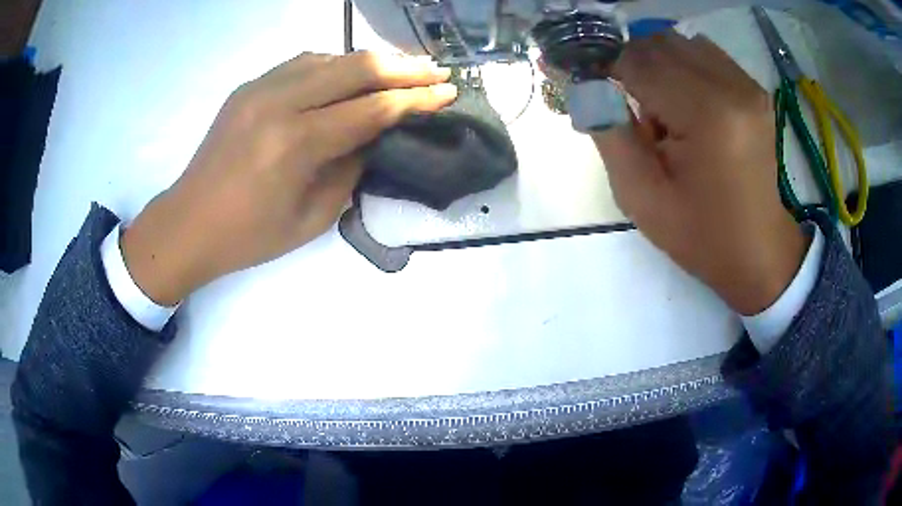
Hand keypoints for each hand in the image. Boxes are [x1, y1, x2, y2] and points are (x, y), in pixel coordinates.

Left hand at [122, 52, 456, 305]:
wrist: (188, 224)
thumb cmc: (250, 236)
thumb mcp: (313, 217)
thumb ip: (350, 168)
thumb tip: (375, 135)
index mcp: (295, 143)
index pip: (371, 108)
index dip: (415, 99)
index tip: (448, 92)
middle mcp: (279, 102)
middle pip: (356, 67)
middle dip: (404, 67)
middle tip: (436, 70)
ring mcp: (260, 87)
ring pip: (331, 57)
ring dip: (371, 60)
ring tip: (402, 68)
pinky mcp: (250, 86)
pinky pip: (303, 63)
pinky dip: (336, 64)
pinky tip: (352, 73)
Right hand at [592, 33, 806, 314]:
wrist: (758, 252)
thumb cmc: (701, 234)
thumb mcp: (640, 196)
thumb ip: (608, 132)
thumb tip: (587, 84)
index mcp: (707, 115)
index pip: (638, 62)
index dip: (607, 69)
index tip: (596, 89)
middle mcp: (732, 86)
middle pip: (660, 43)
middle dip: (634, 67)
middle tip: (633, 109)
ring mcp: (747, 85)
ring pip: (681, 42)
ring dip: (660, 65)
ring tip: (664, 109)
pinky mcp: (754, 89)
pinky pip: (705, 54)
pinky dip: (684, 67)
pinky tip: (688, 104)